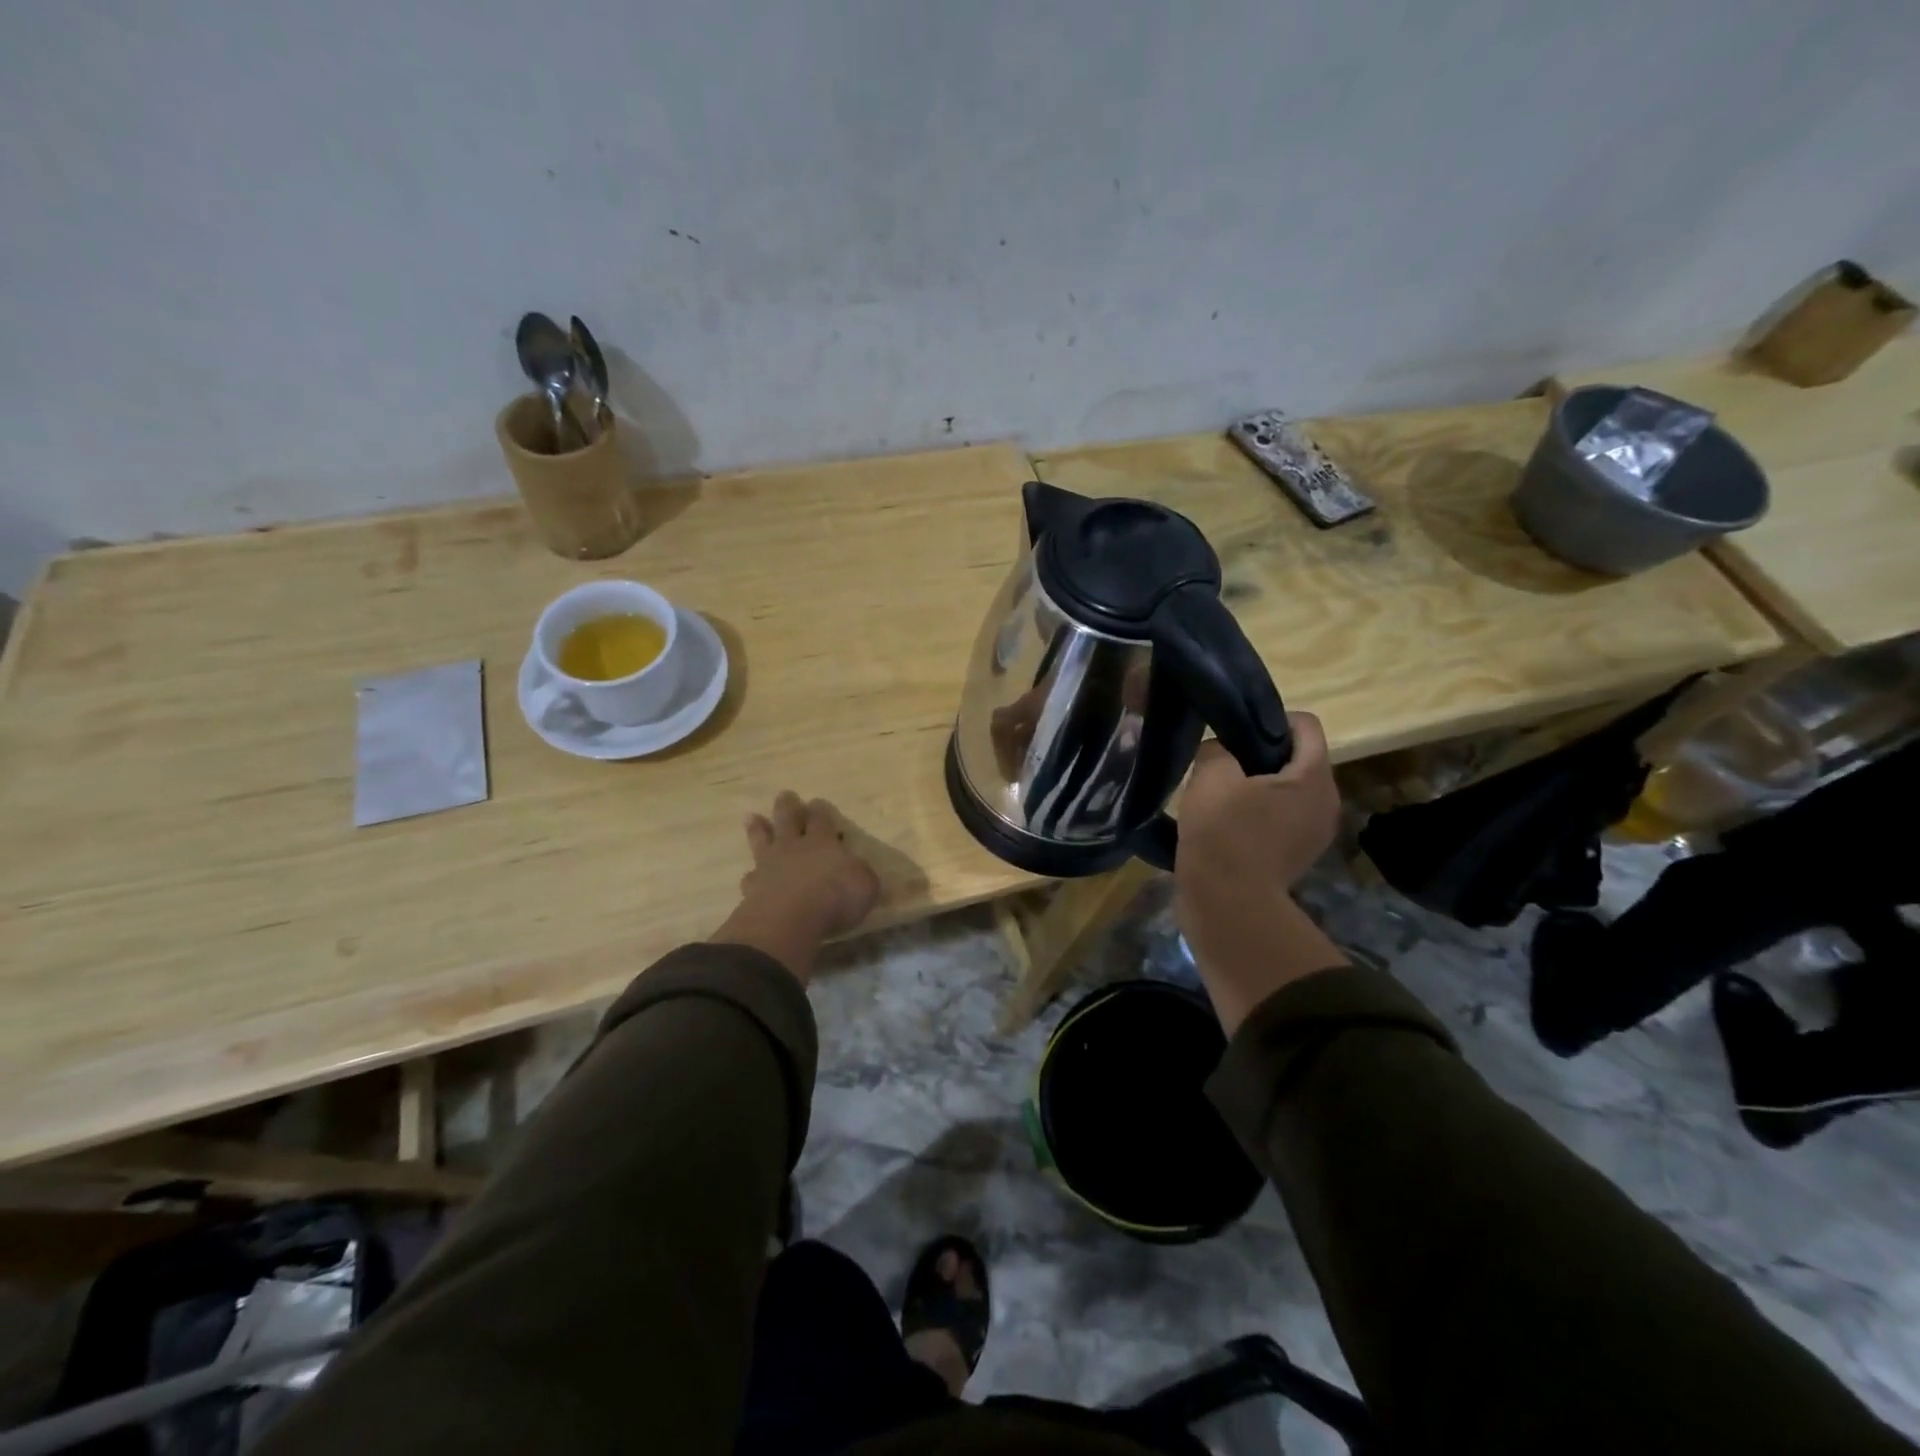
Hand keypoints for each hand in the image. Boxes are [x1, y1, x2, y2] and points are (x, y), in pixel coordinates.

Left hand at [712, 791, 879, 981]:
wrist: (789, 920)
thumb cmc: (834, 898)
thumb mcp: (865, 885)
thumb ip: (861, 874)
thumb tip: (858, 869)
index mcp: (822, 842)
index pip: (821, 819)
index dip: (820, 810)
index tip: (816, 801)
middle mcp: (793, 848)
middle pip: (788, 820)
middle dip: (788, 806)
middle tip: (784, 794)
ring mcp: (769, 866)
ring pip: (762, 841)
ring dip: (758, 829)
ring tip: (752, 817)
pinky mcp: (752, 889)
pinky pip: (750, 878)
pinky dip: (751, 876)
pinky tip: (749, 877)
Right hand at [1174, 714, 1346, 1031]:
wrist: (1227, 903)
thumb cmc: (1223, 833)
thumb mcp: (1210, 776)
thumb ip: (1217, 749)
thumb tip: (1221, 752)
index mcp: (1314, 776)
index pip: (1305, 724)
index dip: (1271, 718)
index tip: (1237, 732)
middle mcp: (1327, 801)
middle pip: (1299, 758)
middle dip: (1263, 754)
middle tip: (1224, 763)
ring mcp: (1316, 833)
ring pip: (1290, 790)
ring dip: (1260, 786)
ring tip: (1222, 796)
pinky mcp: (1299, 856)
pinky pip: (1283, 818)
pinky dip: (1260, 814)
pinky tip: (1228, 825)